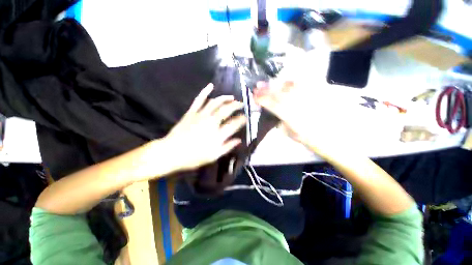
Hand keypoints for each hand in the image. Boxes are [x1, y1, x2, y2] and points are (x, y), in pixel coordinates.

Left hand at [162, 83, 245, 172]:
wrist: (171, 152)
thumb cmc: (194, 157)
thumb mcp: (214, 156)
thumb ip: (227, 147)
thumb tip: (239, 140)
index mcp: (217, 134)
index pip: (234, 123)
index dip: (242, 119)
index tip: (246, 117)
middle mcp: (211, 121)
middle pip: (227, 110)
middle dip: (236, 106)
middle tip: (242, 104)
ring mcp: (201, 115)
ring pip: (215, 102)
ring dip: (225, 98)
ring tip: (232, 97)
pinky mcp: (192, 112)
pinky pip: (199, 99)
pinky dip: (205, 91)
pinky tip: (211, 85)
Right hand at [253, 81, 338, 154]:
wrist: (337, 138)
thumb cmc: (312, 140)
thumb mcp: (291, 134)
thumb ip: (280, 121)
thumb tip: (274, 112)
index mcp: (291, 116)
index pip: (272, 104)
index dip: (261, 99)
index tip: (254, 96)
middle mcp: (300, 103)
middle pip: (279, 92)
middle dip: (266, 88)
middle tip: (258, 86)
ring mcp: (310, 95)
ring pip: (291, 85)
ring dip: (278, 83)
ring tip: (270, 82)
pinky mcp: (320, 91)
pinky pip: (305, 82)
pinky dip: (294, 81)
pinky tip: (288, 81)